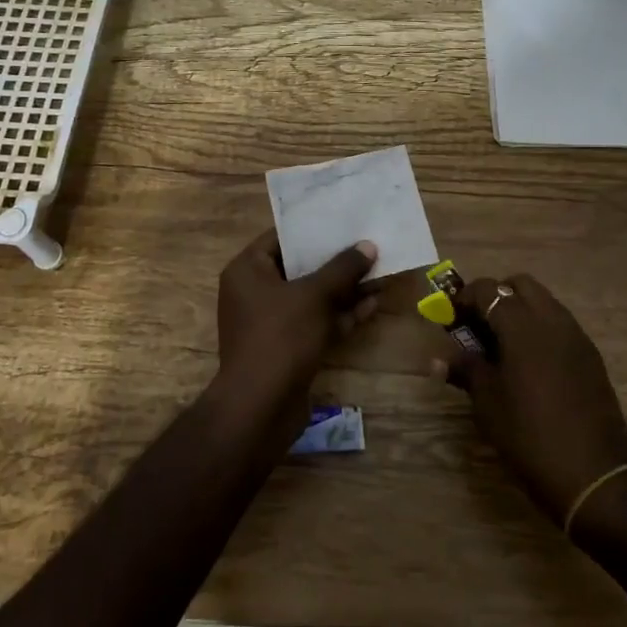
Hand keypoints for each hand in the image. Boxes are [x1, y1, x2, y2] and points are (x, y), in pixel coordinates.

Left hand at [214, 229, 377, 439]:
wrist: (260, 407)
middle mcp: (254, 292)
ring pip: (312, 297)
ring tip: (380, 273)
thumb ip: (342, 268)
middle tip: (368, 245)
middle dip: (336, 261)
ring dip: (344, 289)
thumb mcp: (314, 295)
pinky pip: (315, 322)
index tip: (344, 219)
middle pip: (300, 268)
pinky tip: (372, 305)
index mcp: (247, 270)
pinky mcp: (287, 348)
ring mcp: (271, 323)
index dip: (313, 229)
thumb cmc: (281, 337)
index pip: (281, 238)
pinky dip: (340, 315)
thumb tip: (367, 246)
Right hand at [437, 273, 626, 524]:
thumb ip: (465, 369)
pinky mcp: (591, 356)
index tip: (452, 318)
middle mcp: (552, 320)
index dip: (465, 298)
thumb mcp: (488, 403)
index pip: (488, 290)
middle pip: (521, 285)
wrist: (592, 476)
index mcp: (522, 327)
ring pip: (544, 302)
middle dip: (497, 296)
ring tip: (504, 346)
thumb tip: (439, 359)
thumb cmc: (529, 436)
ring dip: (521, 311)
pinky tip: (531, 365)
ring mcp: (577, 337)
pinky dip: (541, 329)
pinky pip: (561, 325)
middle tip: (480, 326)